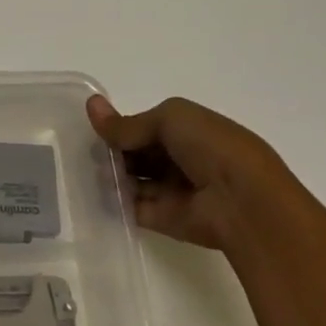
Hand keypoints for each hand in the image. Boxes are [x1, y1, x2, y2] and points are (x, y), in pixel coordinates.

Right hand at [86, 92, 315, 255]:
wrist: (243, 202)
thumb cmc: (212, 148)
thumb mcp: (169, 120)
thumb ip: (128, 123)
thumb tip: (91, 106)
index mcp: (190, 131)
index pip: (147, 127)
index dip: (123, 126)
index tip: (97, 128)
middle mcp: (182, 160)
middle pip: (138, 154)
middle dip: (113, 151)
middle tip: (83, 150)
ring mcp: (172, 191)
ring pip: (132, 180)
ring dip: (110, 174)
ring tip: (83, 169)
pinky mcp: (163, 219)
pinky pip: (132, 207)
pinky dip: (112, 200)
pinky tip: (90, 191)